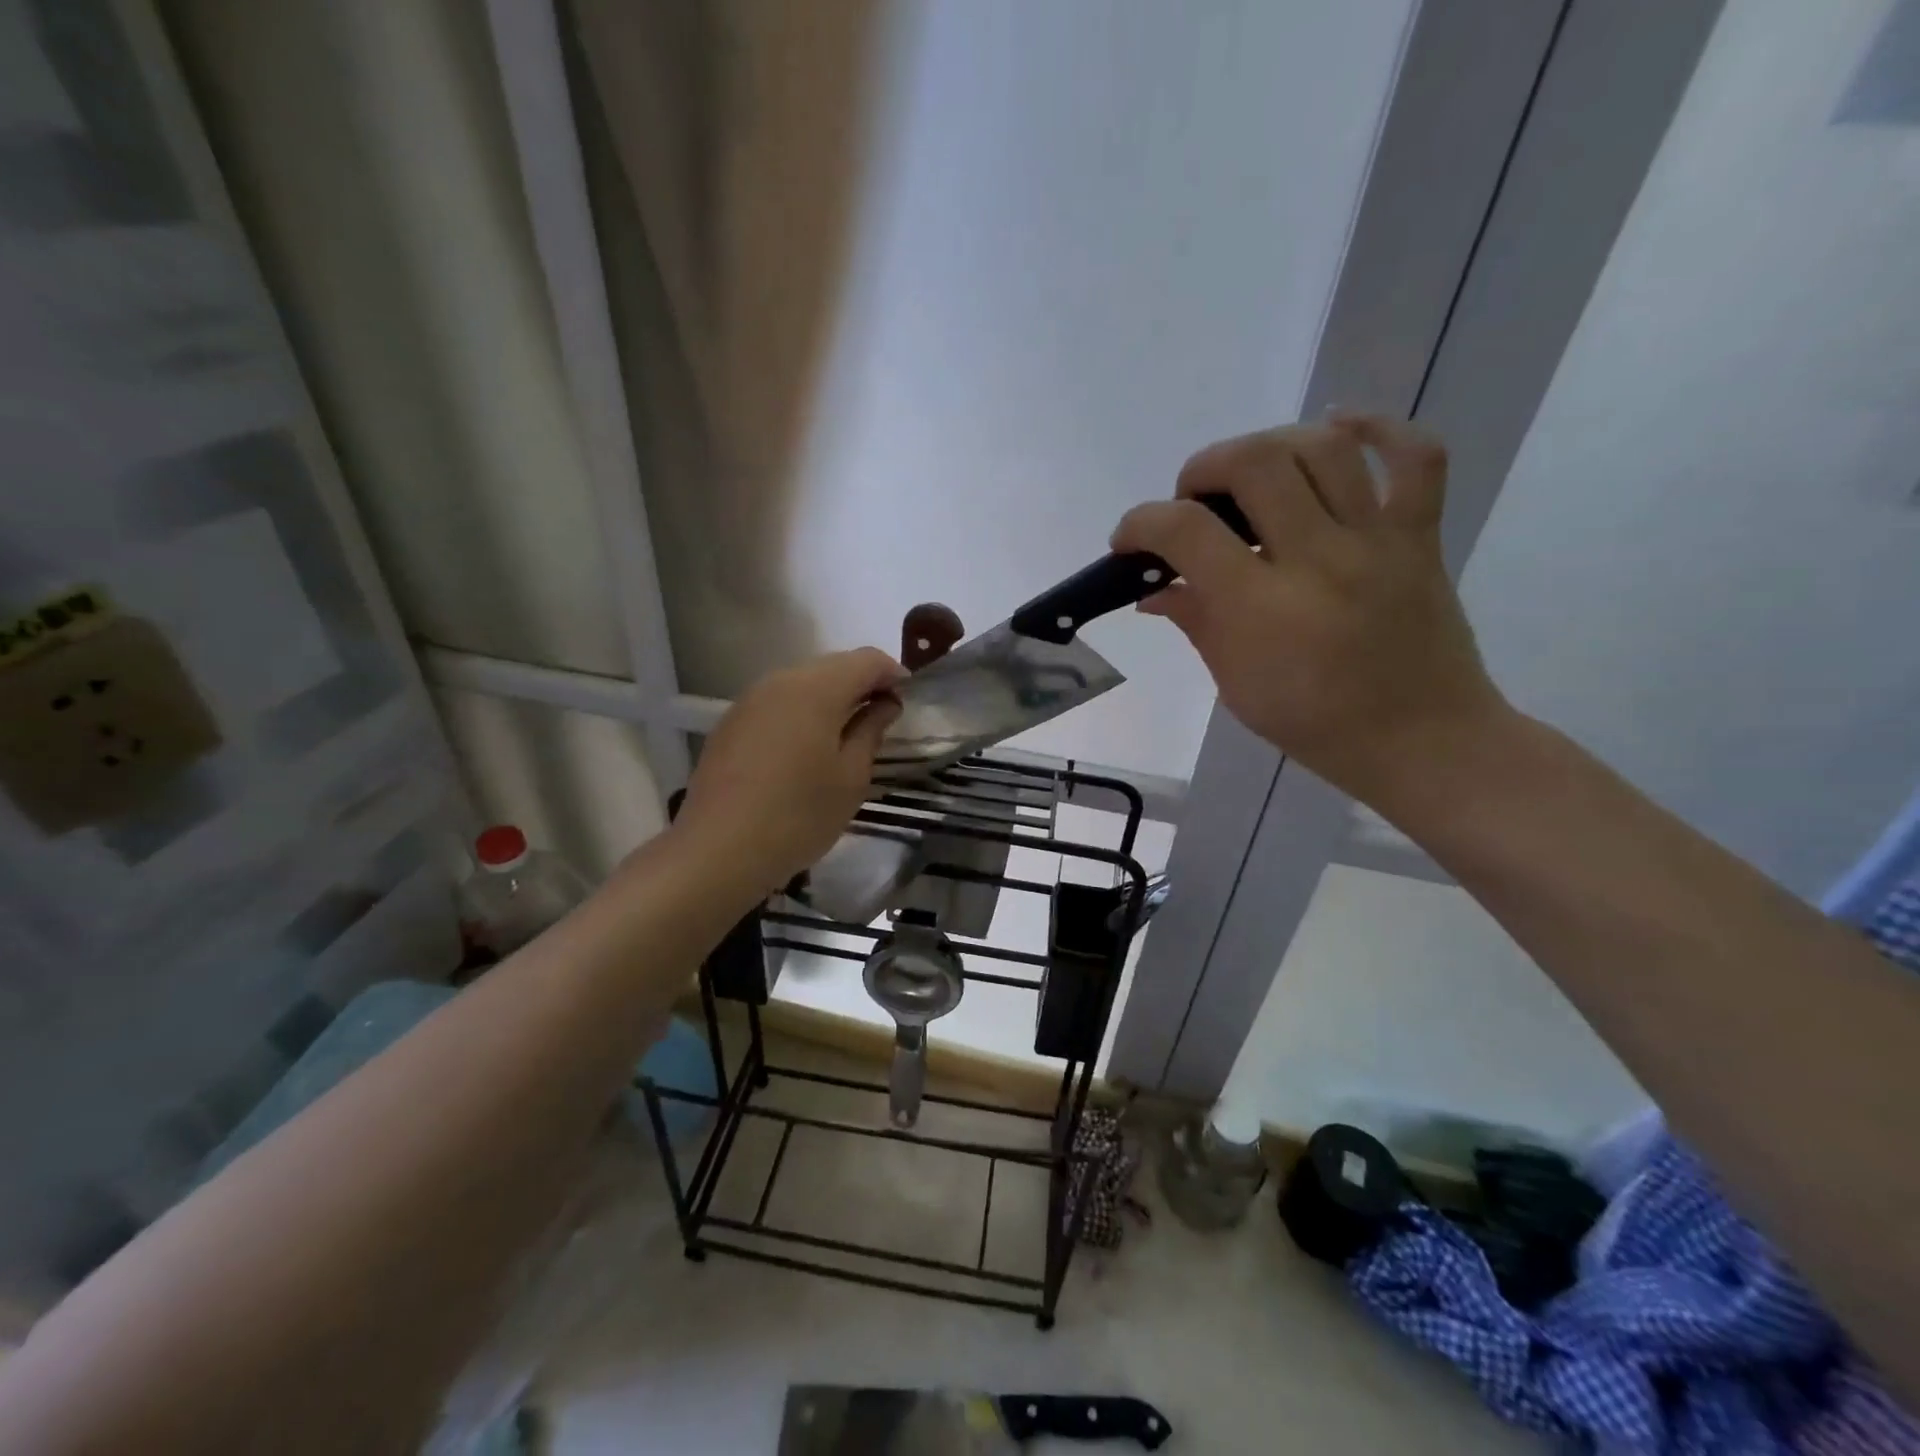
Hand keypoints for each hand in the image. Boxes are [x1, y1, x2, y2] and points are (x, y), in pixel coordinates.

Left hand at [675, 648, 905, 891]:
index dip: (892, 674)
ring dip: (830, 698)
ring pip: (802, 682)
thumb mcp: (851, 777)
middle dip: (862, 683)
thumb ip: (871, 730)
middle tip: (881, 717)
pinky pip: (777, 703)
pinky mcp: (731, 723)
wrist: (718, 850)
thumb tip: (884, 703)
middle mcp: (780, 681)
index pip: (866, 660)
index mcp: (816, 688)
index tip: (907, 699)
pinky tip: (806, 747)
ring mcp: (750, 700)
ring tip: (846, 733)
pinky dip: (801, 712)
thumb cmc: (799, 815)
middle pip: (833, 665)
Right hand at [1112, 414, 1506, 803]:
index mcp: (1261, 609)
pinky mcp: (1420, 536)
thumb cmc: (1316, 725)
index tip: (1128, 539)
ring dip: (1269, 445)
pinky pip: (1416, 457)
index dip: (1141, 522)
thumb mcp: (1236, 685)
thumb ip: (1194, 623)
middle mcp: (1318, 559)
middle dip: (1203, 468)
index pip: (1186, 532)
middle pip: (1254, 463)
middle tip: (1193, 500)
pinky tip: (1338, 429)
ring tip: (1251, 473)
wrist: (1422, 741)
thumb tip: (1153, 589)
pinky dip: (1379, 428)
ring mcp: (1376, 541)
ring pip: (1323, 447)